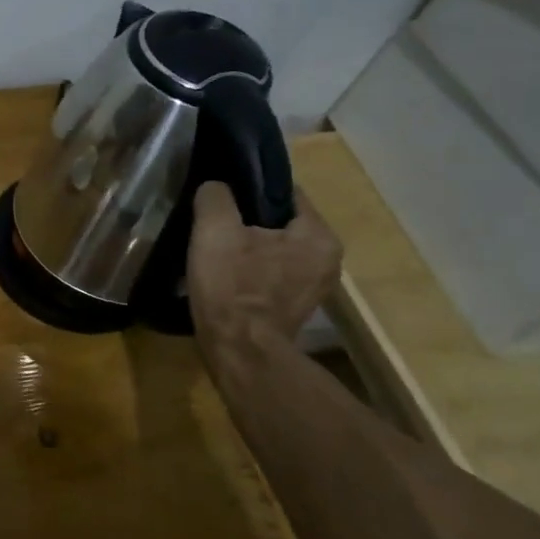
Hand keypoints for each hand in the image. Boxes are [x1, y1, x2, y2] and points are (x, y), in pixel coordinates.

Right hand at [187, 181, 341, 357]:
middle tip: (212, 222)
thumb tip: (216, 187)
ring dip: (246, 246)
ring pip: (272, 248)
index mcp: (318, 236)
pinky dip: (249, 269)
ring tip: (214, 247)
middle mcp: (327, 260)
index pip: (284, 192)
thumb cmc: (232, 288)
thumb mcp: (215, 230)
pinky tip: (224, 273)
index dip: (248, 187)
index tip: (220, 193)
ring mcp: (312, 287)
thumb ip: (216, 196)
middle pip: (278, 222)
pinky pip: (269, 273)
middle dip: (247, 219)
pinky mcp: (293, 307)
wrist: (237, 351)